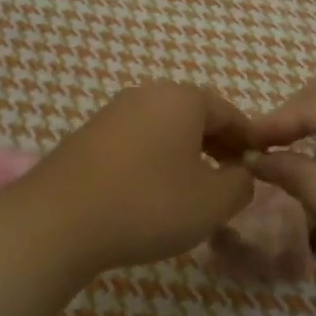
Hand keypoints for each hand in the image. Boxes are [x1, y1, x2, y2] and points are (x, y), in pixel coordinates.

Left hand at [4, 83, 255, 280]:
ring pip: (163, 129)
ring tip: (190, 193)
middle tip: (228, 182)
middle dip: (216, 146)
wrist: (57, 220)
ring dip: (184, 155)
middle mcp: (146, 94)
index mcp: (182, 99)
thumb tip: (241, 174)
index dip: (248, 141)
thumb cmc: (148, 204)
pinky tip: (149, 195)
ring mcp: (112, 113)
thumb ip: (241, 184)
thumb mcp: (212, 202)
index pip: (229, 113)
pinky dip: (152, 162)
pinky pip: (135, 142)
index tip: (258, 169)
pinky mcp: (87, 136)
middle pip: (194, 116)